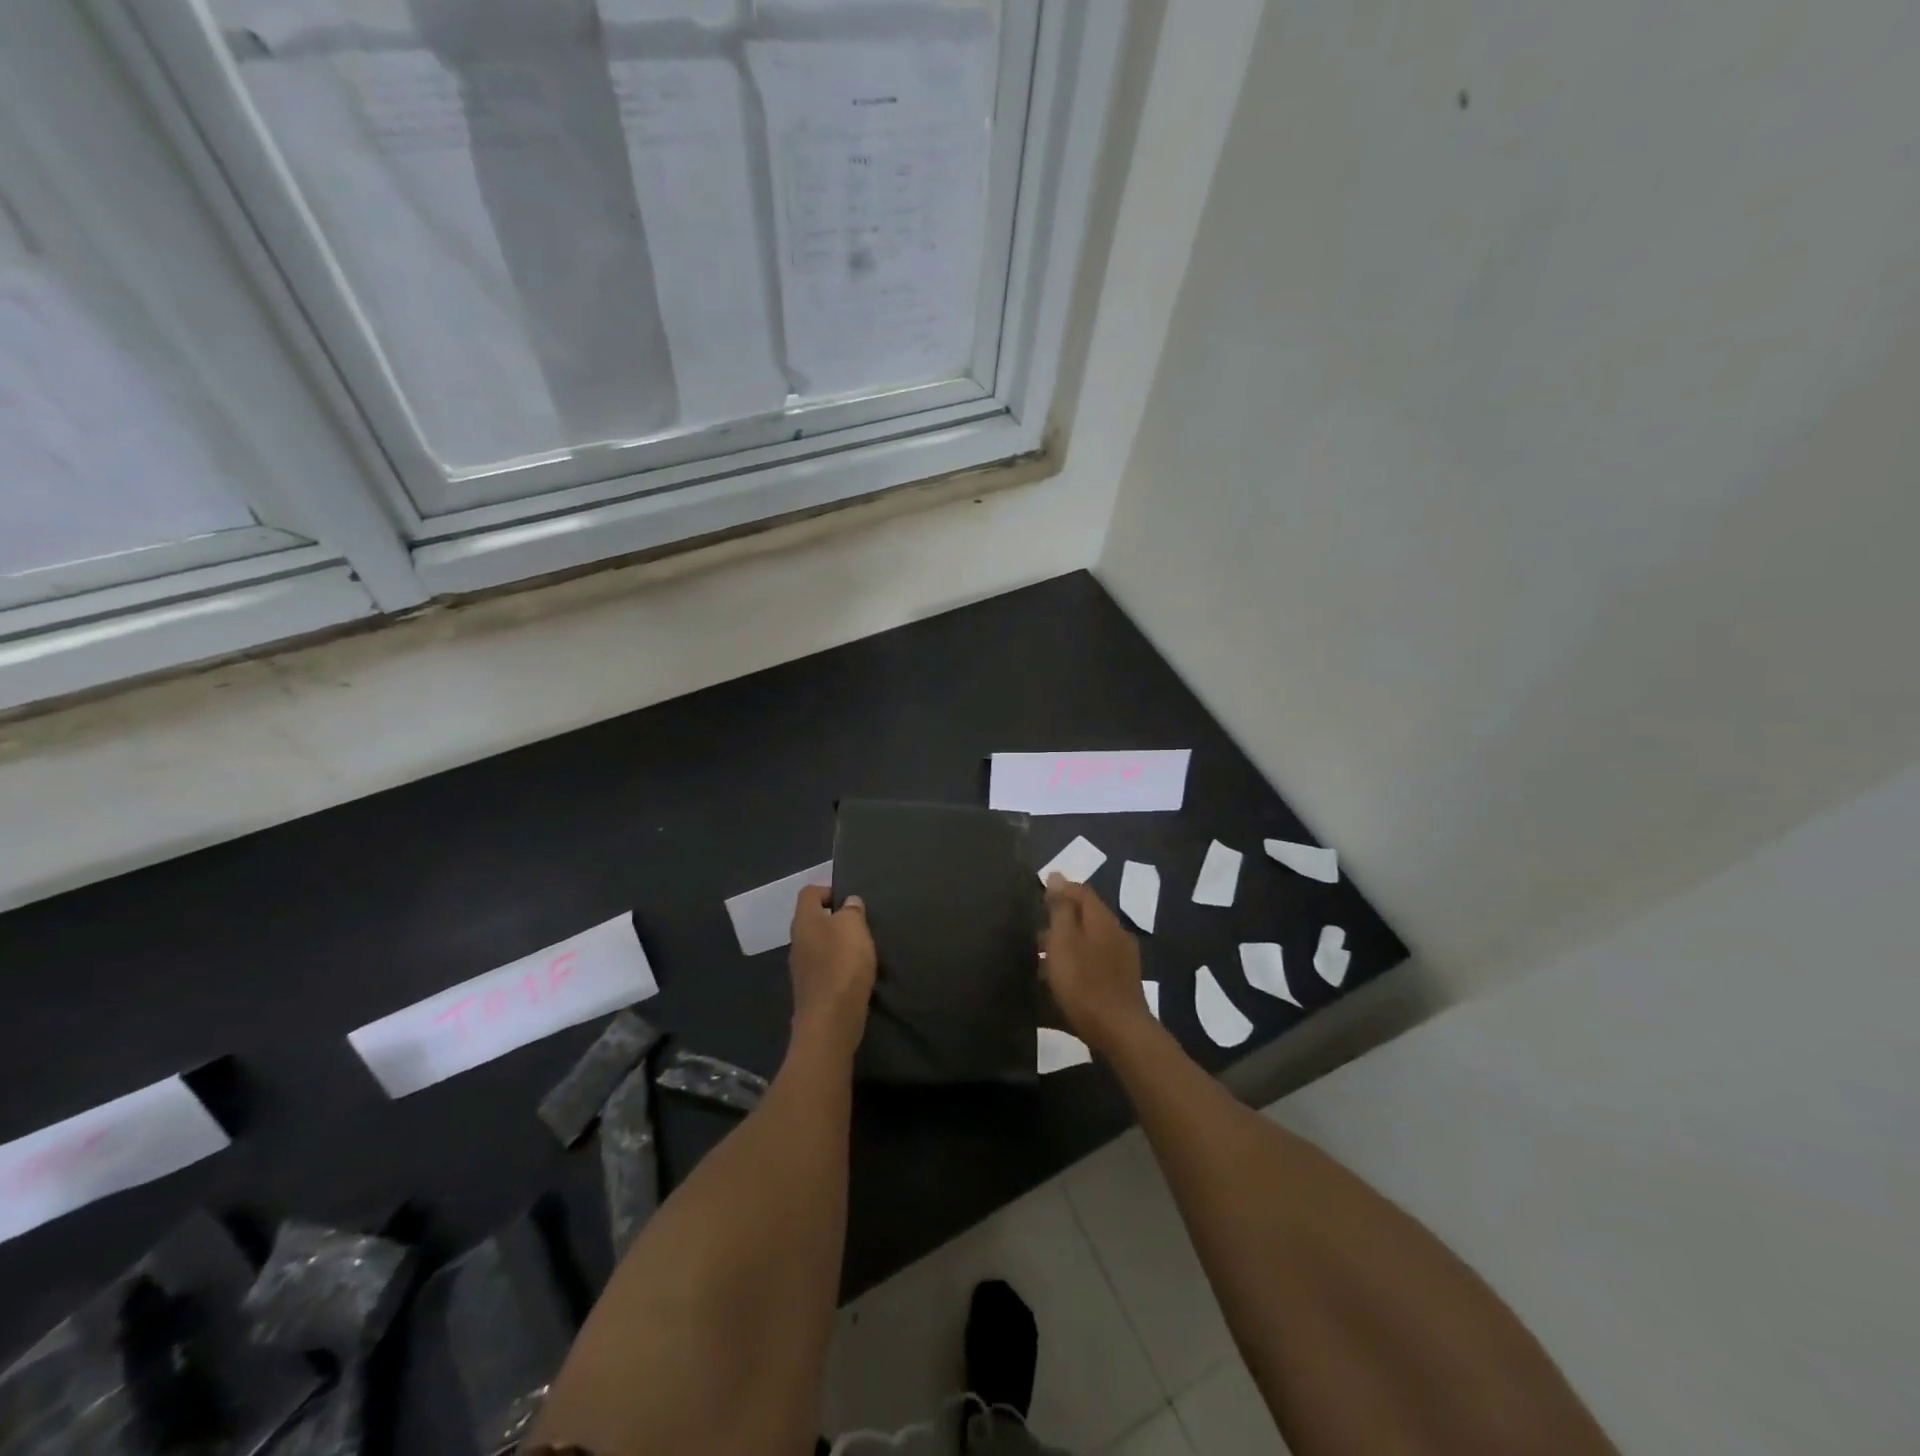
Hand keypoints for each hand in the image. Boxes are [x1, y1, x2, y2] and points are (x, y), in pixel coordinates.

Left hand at [788, 885, 876, 1054]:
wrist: (831, 1019)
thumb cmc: (842, 963)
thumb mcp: (853, 926)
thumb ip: (851, 910)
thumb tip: (848, 903)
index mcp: (804, 921)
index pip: (809, 893)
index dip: (829, 890)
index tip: (851, 901)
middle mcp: (797, 942)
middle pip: (814, 920)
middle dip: (836, 919)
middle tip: (861, 925)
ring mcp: (801, 968)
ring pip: (820, 945)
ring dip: (839, 944)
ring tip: (862, 949)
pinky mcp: (811, 990)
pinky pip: (825, 967)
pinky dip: (839, 966)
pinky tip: (856, 973)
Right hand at [1041, 875, 1153, 1054]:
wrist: (1120, 1033)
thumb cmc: (1085, 983)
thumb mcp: (1064, 941)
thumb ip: (1061, 908)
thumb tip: (1057, 876)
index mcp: (1103, 919)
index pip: (1081, 891)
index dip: (1060, 889)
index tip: (1037, 896)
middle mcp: (1116, 934)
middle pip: (1086, 917)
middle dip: (1060, 920)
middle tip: (1034, 932)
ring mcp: (1122, 961)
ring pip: (1089, 942)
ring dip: (1067, 946)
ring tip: (1041, 961)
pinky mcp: (1121, 985)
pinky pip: (1094, 965)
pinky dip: (1076, 967)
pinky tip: (1061, 984)